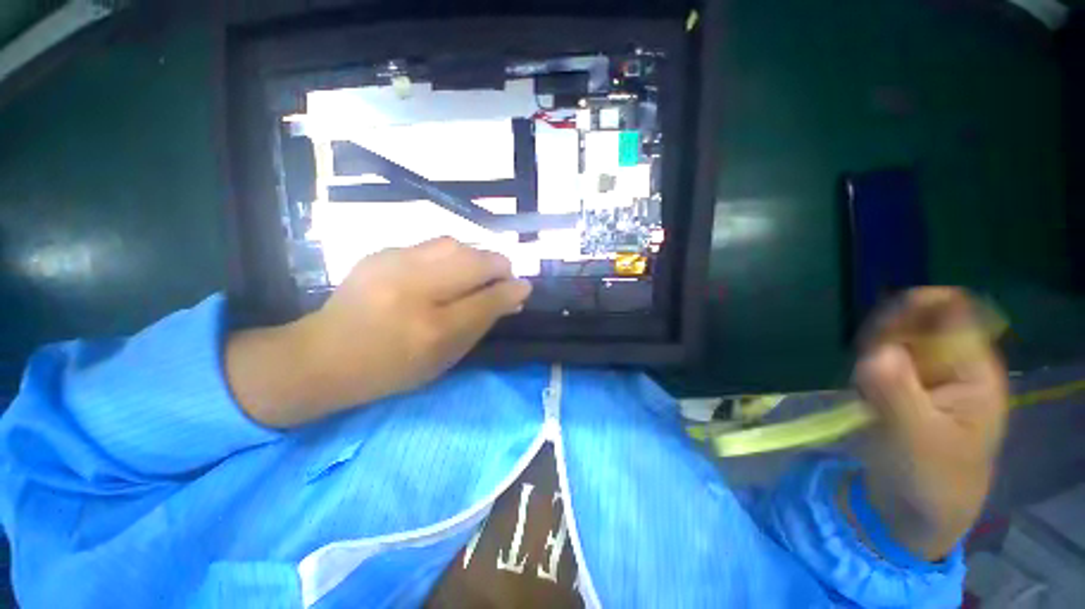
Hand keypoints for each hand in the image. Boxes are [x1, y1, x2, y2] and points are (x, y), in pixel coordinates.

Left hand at [227, 238, 531, 427]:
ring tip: (477, 272)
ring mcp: (393, 265)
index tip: (525, 287)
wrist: (324, 355)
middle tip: (503, 278)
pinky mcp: (381, 252)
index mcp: (432, 329)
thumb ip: (481, 324)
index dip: (513, 290)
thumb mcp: (444, 359)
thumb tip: (512, 297)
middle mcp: (414, 290)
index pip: (488, 299)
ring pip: (456, 244)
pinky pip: (432, 245)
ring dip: (476, 256)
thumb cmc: (392, 369)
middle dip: (499, 266)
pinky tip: (445, 270)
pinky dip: (450, 255)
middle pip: (475, 261)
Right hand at [850, 288, 1007, 559]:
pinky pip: (879, 359)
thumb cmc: (930, 480)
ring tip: (866, 392)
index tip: (879, 336)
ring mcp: (927, 375)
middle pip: (916, 320)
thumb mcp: (915, 440)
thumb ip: (897, 393)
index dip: (914, 311)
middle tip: (868, 372)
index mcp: (973, 372)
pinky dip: (864, 369)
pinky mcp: (904, 386)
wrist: (913, 509)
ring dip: (871, 355)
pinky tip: (863, 395)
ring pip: (892, 338)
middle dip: (885, 337)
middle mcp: (953, 365)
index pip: (952, 312)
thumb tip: (876, 351)